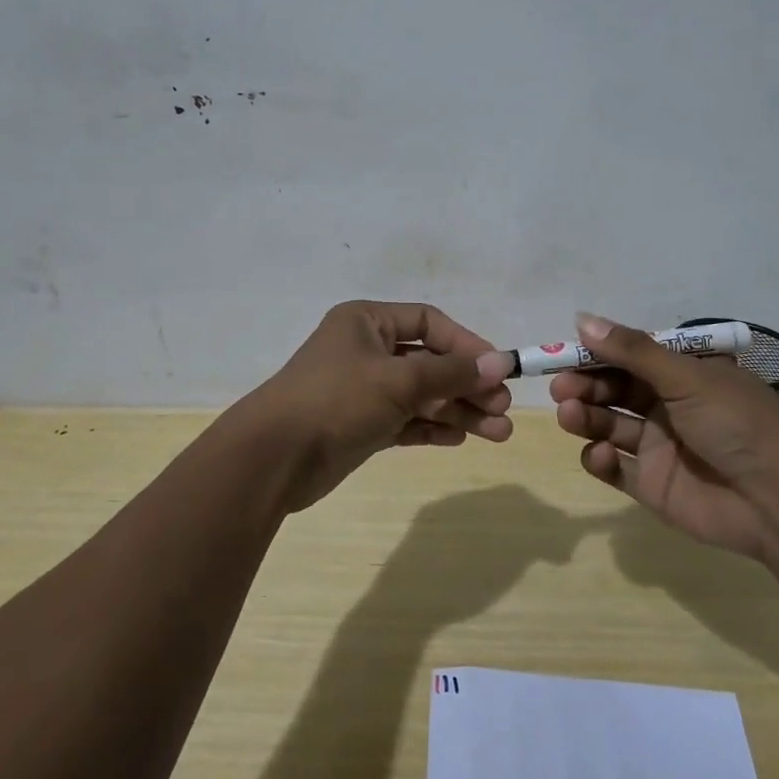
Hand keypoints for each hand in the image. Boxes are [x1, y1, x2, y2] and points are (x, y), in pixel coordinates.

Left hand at [243, 301, 514, 509]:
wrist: (274, 457)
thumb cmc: (337, 399)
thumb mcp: (399, 380)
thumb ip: (451, 373)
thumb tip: (500, 363)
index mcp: (367, 322)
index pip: (428, 322)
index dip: (466, 343)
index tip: (497, 368)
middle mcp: (366, 350)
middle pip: (430, 362)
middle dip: (468, 384)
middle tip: (503, 407)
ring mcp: (363, 390)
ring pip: (422, 395)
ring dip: (458, 411)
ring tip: (498, 432)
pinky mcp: (361, 425)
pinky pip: (406, 421)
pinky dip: (432, 427)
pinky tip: (461, 437)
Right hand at [548, 312, 778, 555]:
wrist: (778, 500)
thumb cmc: (736, 423)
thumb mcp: (686, 376)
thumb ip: (631, 351)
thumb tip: (581, 319)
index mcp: (684, 374)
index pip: (630, 357)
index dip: (596, 354)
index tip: (561, 354)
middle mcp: (669, 406)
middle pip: (614, 390)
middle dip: (585, 386)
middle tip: (561, 388)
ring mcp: (660, 447)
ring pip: (609, 426)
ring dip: (587, 417)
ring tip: (571, 415)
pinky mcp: (652, 485)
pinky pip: (615, 468)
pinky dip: (600, 460)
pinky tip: (600, 455)